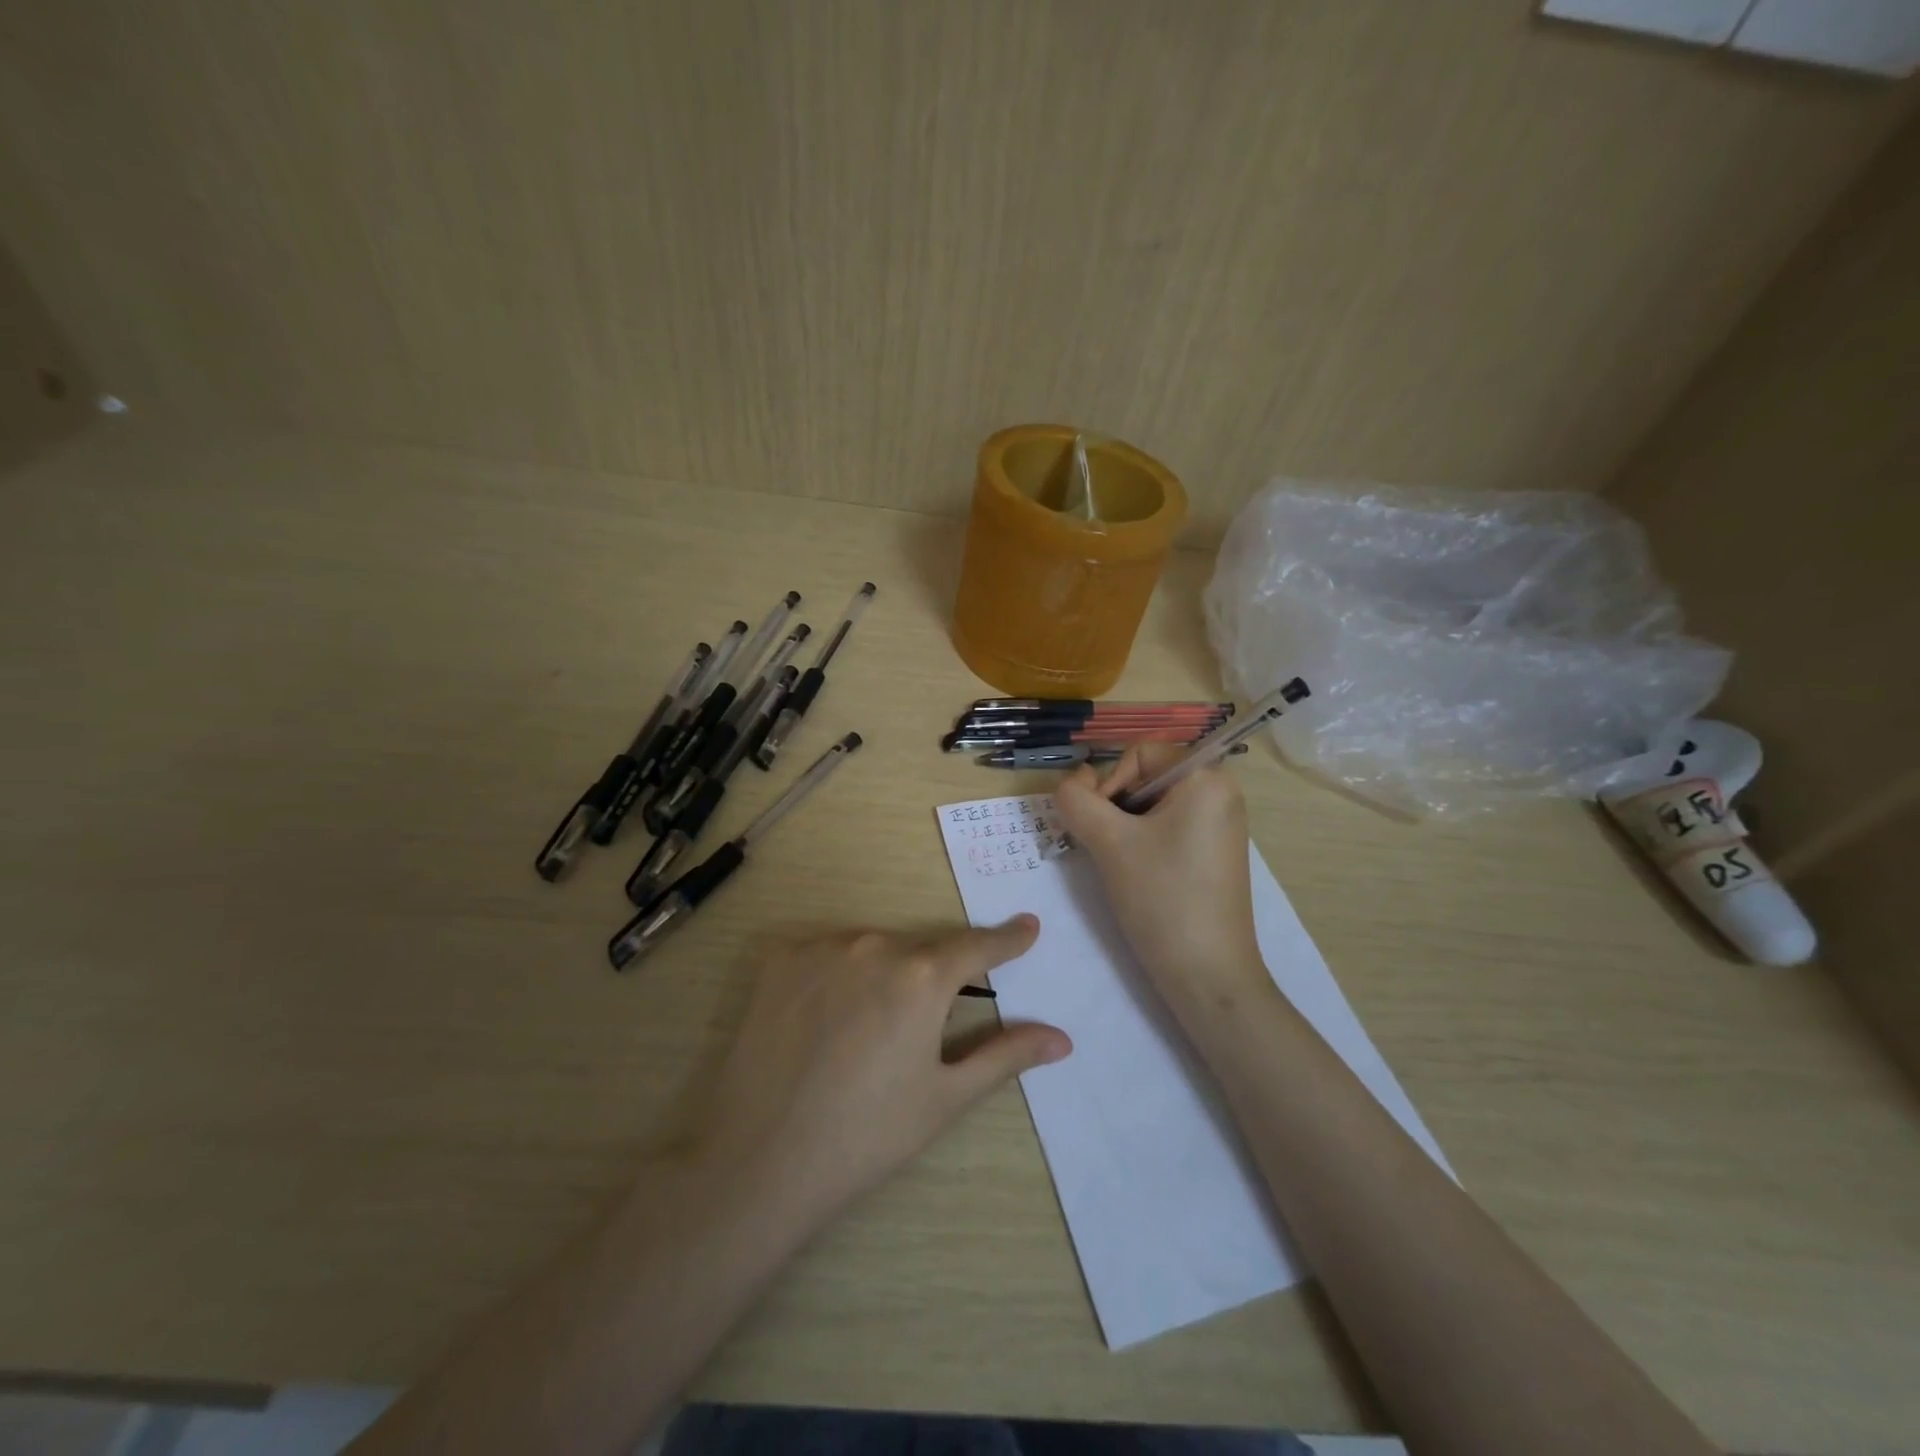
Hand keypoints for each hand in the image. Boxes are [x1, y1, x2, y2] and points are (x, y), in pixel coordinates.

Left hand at [692, 919, 1069, 1231]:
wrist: (758, 1159)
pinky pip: (828, 955)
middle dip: (936, 975)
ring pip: (874, 950)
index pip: (978, 946)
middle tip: (930, 1020)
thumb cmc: (867, 1135)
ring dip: (885, 974)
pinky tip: (826, 1020)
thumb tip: (1062, 1038)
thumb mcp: (946, 1098)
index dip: (1006, 939)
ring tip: (868, 1032)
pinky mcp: (780, 958)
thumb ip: (1006, 1056)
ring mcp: (823, 947)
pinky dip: (840, 976)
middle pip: (922, 950)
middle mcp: (875, 945)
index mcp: (922, 977)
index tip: (1027, 927)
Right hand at [1052, 746, 1266, 1008]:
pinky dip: (1143, 843)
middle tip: (1106, 849)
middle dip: (1115, 809)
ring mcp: (1220, 824)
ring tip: (1122, 866)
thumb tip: (1071, 782)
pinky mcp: (1214, 852)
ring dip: (1124, 828)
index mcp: (1206, 777)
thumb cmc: (1162, 898)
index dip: (1109, 785)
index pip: (1137, 754)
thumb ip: (1076, 799)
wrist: (1208, 975)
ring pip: (1151, 806)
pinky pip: (1168, 828)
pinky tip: (1138, 876)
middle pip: (1145, 777)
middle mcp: (1221, 791)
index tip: (1102, 830)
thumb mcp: (1109, 842)